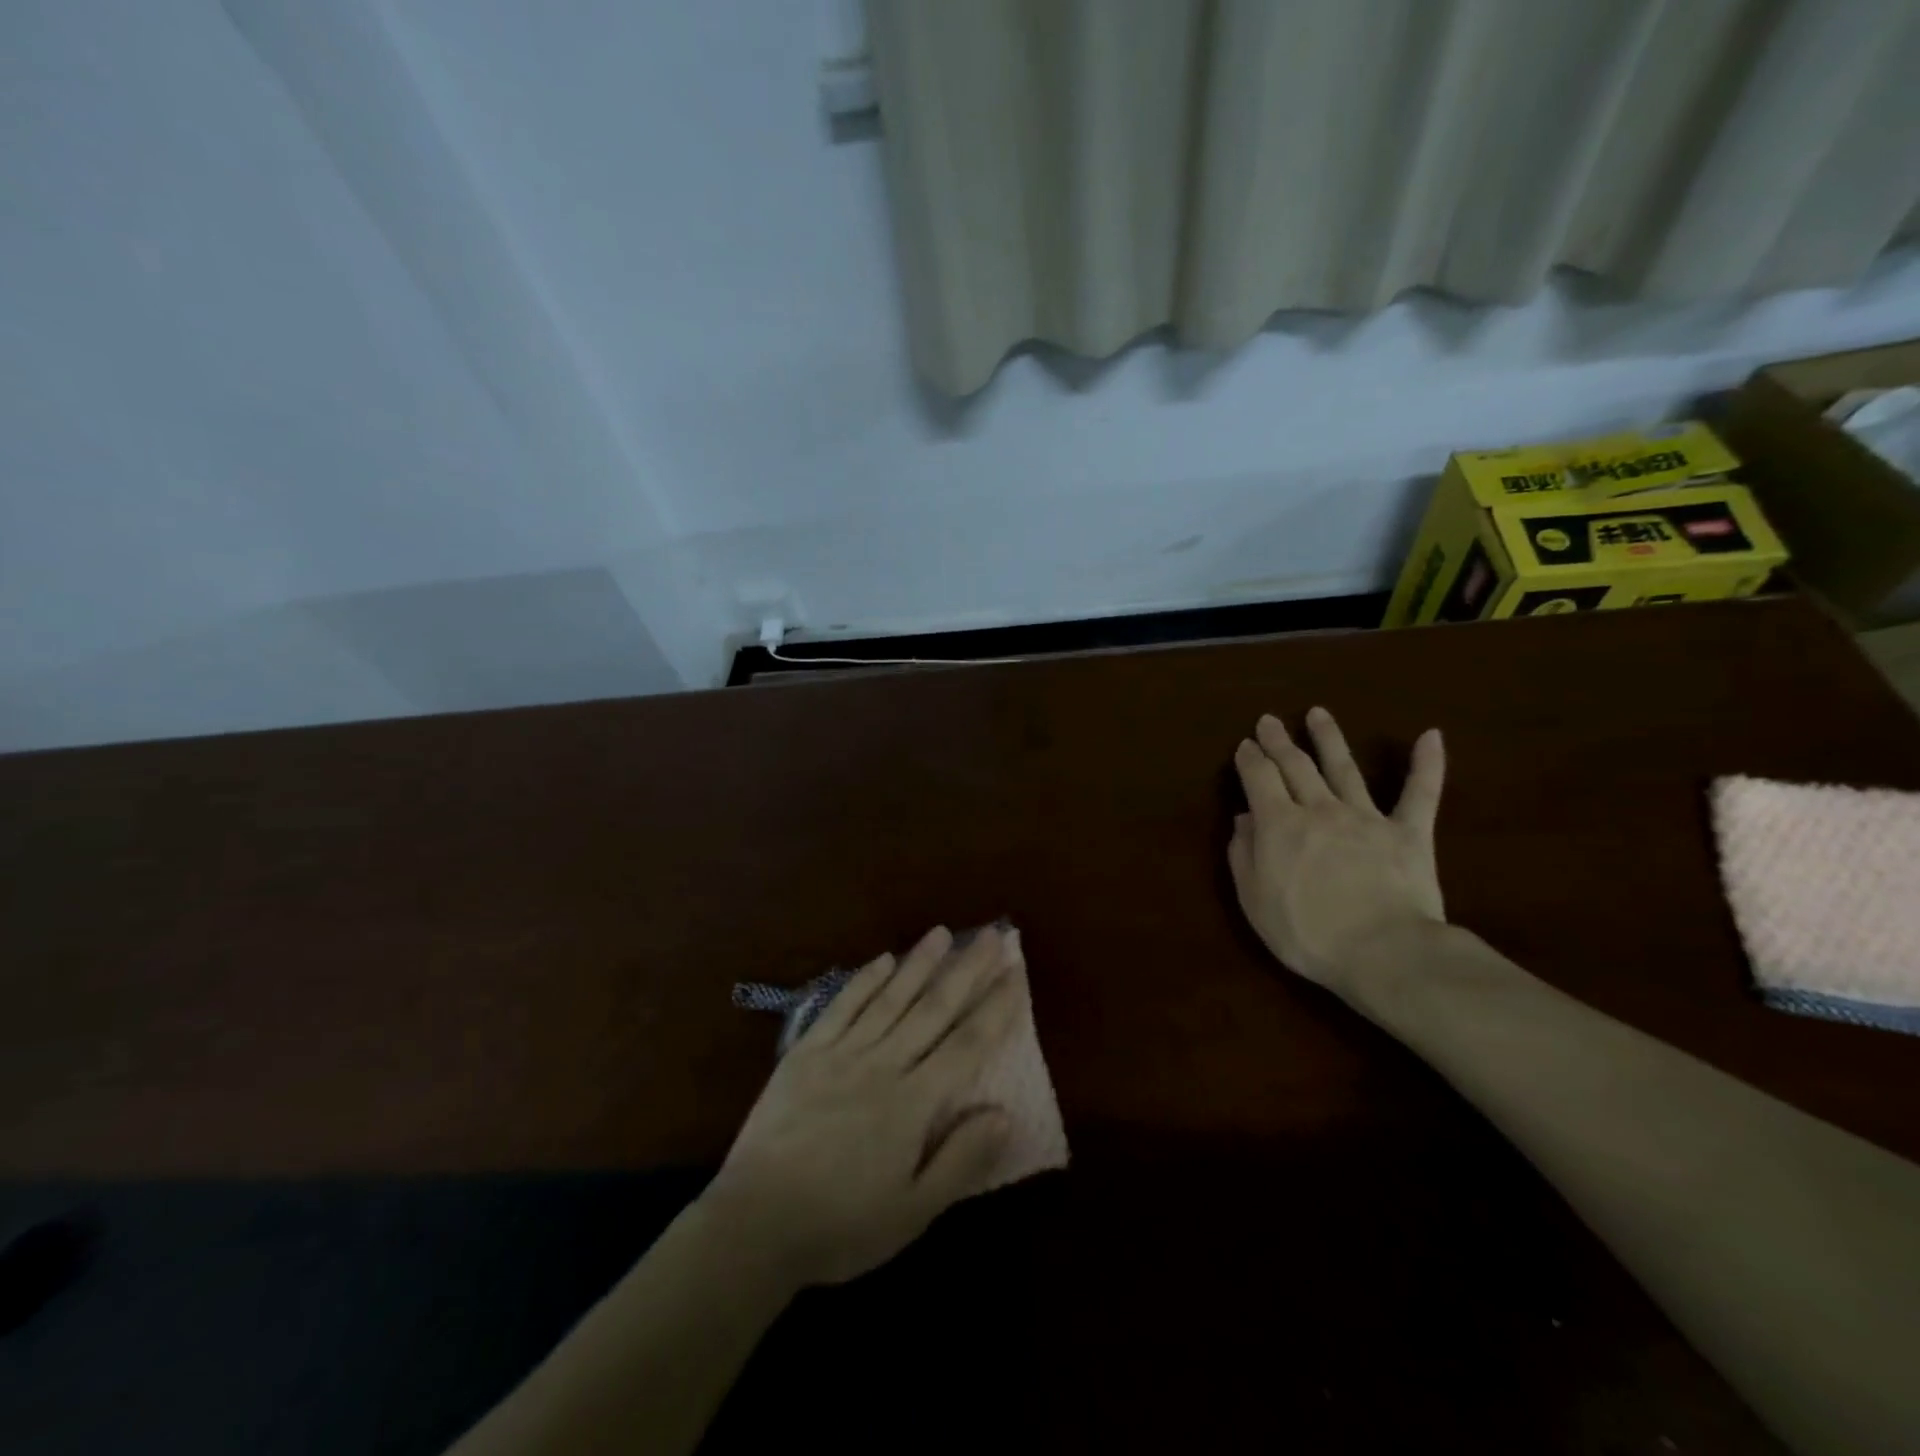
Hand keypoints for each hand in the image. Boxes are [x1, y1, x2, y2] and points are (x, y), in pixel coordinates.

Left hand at [703, 925, 1022, 1287]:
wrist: (754, 1224)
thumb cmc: (841, 1225)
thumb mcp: (912, 1212)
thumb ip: (961, 1161)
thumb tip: (1006, 1113)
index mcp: (912, 1103)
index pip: (966, 1045)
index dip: (995, 1008)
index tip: (1015, 973)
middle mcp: (882, 1064)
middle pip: (933, 1009)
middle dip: (966, 970)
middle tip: (992, 935)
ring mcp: (841, 1053)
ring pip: (890, 998)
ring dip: (919, 962)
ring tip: (943, 932)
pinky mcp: (806, 1052)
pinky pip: (841, 1007)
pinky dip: (864, 980)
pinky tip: (882, 960)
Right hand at [1228, 708, 1445, 997]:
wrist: (1383, 953)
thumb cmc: (1306, 933)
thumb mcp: (1254, 899)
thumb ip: (1243, 855)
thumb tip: (1243, 819)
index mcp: (1279, 825)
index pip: (1259, 779)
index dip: (1249, 760)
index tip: (1245, 746)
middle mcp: (1319, 810)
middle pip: (1295, 766)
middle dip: (1279, 741)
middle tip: (1269, 721)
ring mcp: (1366, 818)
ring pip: (1344, 768)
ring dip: (1329, 738)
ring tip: (1318, 713)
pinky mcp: (1409, 833)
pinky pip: (1420, 793)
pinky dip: (1427, 764)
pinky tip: (1431, 736)